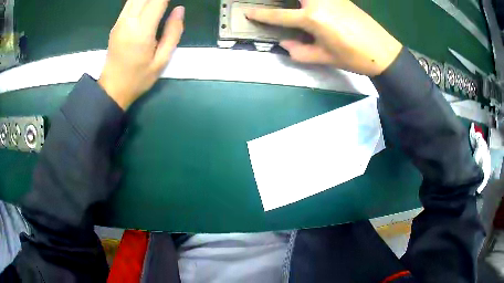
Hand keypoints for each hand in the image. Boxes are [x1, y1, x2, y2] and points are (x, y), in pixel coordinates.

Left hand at [99, 0, 184, 109]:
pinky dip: (141, 0)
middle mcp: (128, 21)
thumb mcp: (162, 60)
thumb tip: (179, 10)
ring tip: (160, 3)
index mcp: (141, 31)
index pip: (158, 0)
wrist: (112, 89)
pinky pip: (130, 3)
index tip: (177, 0)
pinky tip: (149, 4)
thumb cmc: (138, 78)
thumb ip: (173, 33)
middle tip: (168, 2)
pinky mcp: (117, 23)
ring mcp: (120, 21)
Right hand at [246, 0, 401, 75]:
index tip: (248, 12)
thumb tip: (284, 45)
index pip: (279, 15)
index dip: (261, 15)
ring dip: (295, 0)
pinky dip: (311, 0)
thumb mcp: (325, 58)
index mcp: (313, 18)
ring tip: (293, 7)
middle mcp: (319, 1)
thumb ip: (300, 52)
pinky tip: (311, 6)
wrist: (383, 51)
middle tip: (270, 3)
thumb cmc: (354, 57)